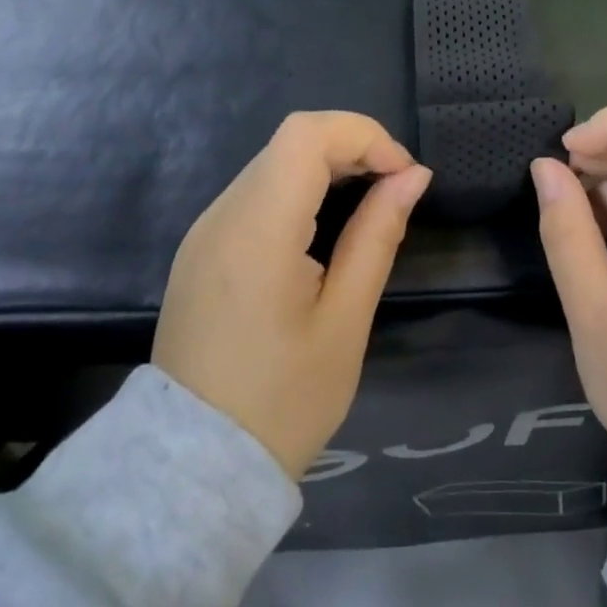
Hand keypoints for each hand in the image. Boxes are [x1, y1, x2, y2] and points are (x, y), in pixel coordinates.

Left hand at [153, 112, 431, 479]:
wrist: (193, 471)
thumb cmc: (282, 402)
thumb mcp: (345, 321)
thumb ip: (378, 235)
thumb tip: (413, 176)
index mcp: (257, 231)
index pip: (307, 135)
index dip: (364, 136)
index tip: (404, 176)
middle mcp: (222, 215)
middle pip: (291, 140)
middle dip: (352, 147)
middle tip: (395, 188)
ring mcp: (205, 230)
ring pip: (274, 161)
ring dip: (327, 165)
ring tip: (368, 204)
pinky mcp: (201, 248)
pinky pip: (256, 192)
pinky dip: (300, 188)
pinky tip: (324, 227)